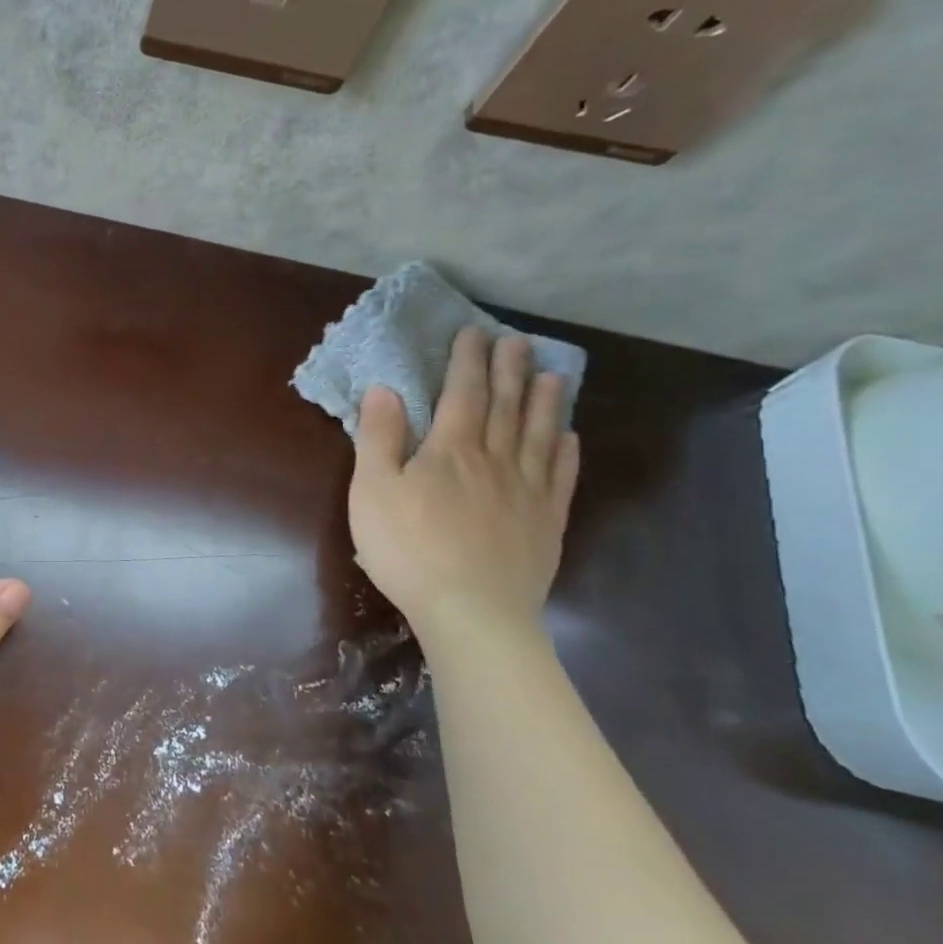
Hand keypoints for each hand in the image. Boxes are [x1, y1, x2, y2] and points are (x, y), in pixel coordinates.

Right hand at [348, 327, 580, 639]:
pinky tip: (569, 438)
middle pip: (505, 406)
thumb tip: (385, 390)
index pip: (462, 393)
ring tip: (551, 375)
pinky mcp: (546, 522)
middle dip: (508, 370)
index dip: (467, 361)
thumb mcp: (372, 490)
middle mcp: (495, 460)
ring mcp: (527, 491)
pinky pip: (560, 476)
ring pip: (539, 434)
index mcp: (450, 450)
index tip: (474, 333)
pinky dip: (566, 452)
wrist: (471, 610)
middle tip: (515, 341)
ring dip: (545, 402)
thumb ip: (379, 438)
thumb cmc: (408, 548)